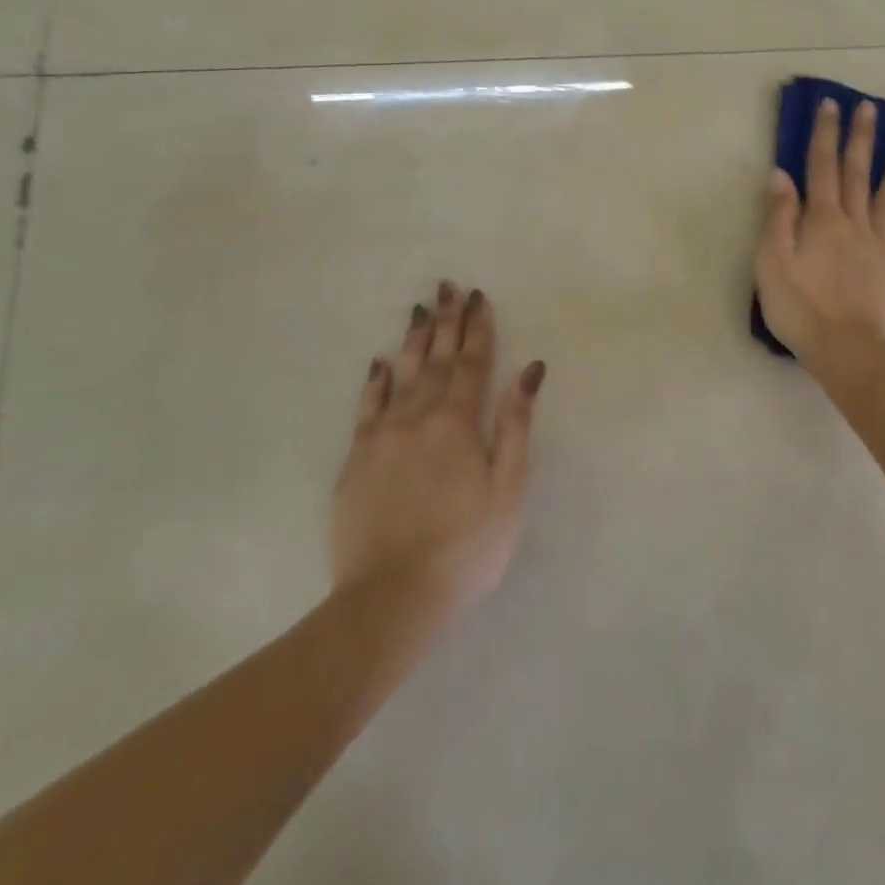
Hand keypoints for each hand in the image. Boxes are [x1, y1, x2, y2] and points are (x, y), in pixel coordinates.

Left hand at [332, 283, 544, 614]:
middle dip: (445, 321)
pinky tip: (379, 363)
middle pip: (434, 359)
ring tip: (419, 309)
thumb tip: (529, 370)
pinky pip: (366, 407)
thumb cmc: (467, 546)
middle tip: (447, 287)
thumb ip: (515, 424)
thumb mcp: (508, 488)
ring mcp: (381, 437)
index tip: (479, 297)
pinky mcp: (355, 460)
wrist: (393, 597)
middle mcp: (417, 417)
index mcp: (458, 423)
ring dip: (412, 340)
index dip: (477, 329)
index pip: (471, 363)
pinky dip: (375, 381)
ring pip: (399, 374)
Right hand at [754, 97, 884, 364]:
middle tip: (869, 108)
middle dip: (861, 138)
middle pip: (858, 172)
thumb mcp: (772, 261)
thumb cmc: (800, 307)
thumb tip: (780, 174)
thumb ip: (778, 216)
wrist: (846, 349)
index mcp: (821, 219)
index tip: (830, 106)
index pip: (821, 167)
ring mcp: (882, 242)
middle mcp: (855, 221)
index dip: (824, 135)